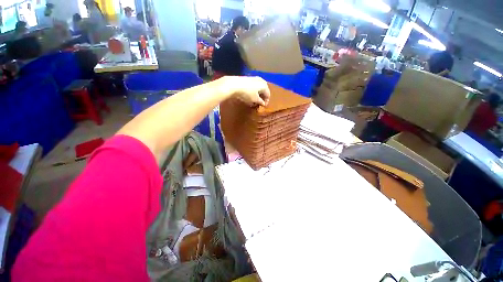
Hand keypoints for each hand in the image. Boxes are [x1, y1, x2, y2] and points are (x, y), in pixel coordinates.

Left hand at [220, 76, 270, 105]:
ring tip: (254, 100)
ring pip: (259, 88)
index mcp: (264, 85)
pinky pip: (254, 86)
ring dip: (258, 94)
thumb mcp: (255, 99)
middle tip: (260, 103)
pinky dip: (254, 91)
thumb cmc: (247, 93)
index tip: (263, 106)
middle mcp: (261, 80)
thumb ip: (260, 102)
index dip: (266, 101)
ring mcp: (255, 78)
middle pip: (264, 90)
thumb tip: (263, 103)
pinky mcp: (248, 78)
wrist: (234, 85)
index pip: (268, 94)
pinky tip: (250, 95)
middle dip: (262, 97)